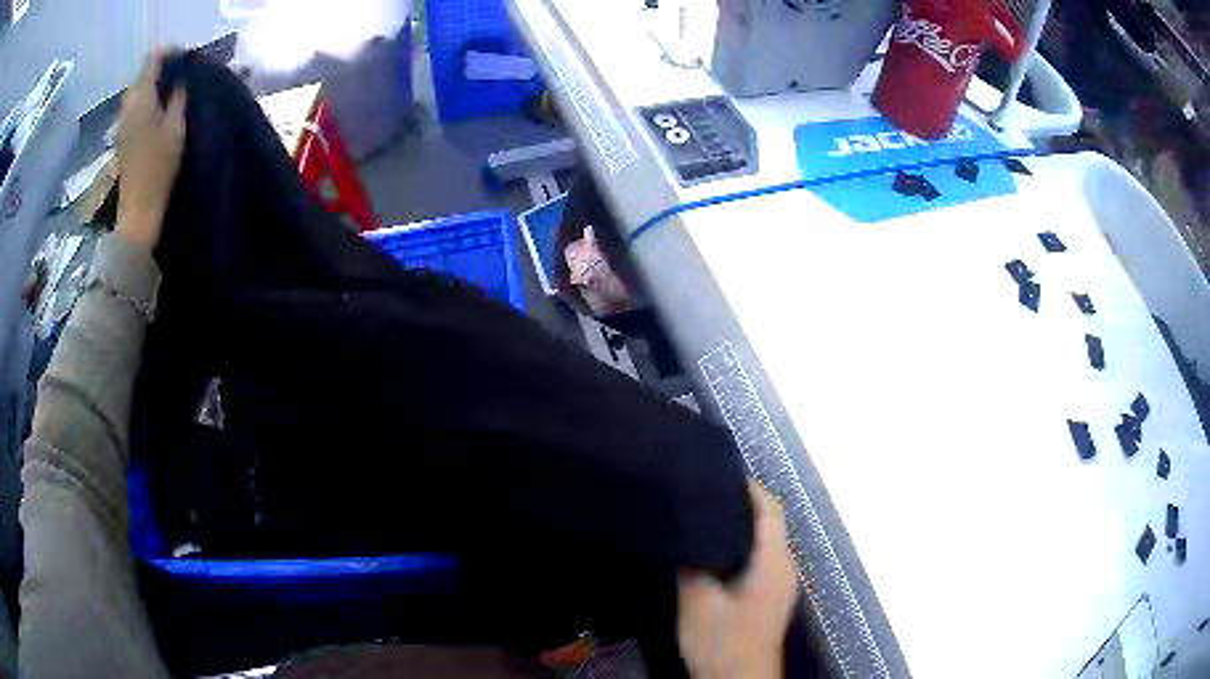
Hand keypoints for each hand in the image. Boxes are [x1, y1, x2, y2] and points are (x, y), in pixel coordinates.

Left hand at [116, 48, 186, 250]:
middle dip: (160, 70)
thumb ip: (177, 97)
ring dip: (152, 87)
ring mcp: (121, 122)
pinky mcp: (121, 137)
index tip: (184, 57)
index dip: (168, 53)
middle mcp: (127, 105)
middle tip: (179, 76)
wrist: (137, 209)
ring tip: (169, 94)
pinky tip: (156, 112)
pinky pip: (133, 108)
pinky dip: (145, 102)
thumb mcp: (176, 127)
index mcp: (141, 97)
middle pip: (142, 75)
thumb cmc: (159, 167)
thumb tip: (179, 79)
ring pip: (137, 92)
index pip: (152, 59)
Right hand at [677, 481, 798, 678]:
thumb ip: (694, 567)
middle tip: (704, 496)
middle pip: (771, 522)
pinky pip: (762, 559)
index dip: (750, 488)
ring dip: (741, 528)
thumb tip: (689, 539)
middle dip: (742, 505)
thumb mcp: (698, 604)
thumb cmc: (723, 643)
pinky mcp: (772, 597)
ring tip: (704, 520)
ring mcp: (782, 584)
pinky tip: (714, 555)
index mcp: (773, 564)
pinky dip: (743, 547)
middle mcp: (785, 568)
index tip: (721, 475)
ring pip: (766, 541)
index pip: (771, 509)